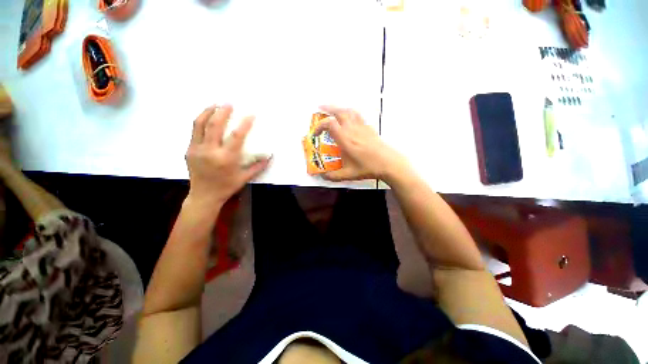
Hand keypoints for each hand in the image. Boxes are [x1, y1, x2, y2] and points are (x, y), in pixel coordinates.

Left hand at [185, 105, 268, 209]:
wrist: (203, 196)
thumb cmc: (227, 187)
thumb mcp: (245, 178)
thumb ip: (258, 166)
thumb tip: (270, 156)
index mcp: (226, 159)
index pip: (237, 136)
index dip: (245, 123)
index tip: (251, 114)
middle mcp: (210, 151)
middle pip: (215, 125)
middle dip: (223, 111)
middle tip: (229, 102)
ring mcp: (196, 150)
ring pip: (200, 124)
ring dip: (208, 111)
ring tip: (215, 104)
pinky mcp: (189, 150)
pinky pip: (194, 131)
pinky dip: (201, 121)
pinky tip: (207, 117)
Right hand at [314, 106, 407, 181]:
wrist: (388, 163)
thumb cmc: (367, 168)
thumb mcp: (348, 174)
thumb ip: (333, 176)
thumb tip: (323, 177)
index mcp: (345, 139)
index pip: (329, 124)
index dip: (319, 126)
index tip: (315, 134)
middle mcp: (352, 129)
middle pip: (338, 111)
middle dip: (327, 108)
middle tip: (320, 108)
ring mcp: (361, 126)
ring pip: (348, 111)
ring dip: (339, 108)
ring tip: (333, 110)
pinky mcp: (368, 127)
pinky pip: (357, 115)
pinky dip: (349, 112)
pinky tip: (349, 117)